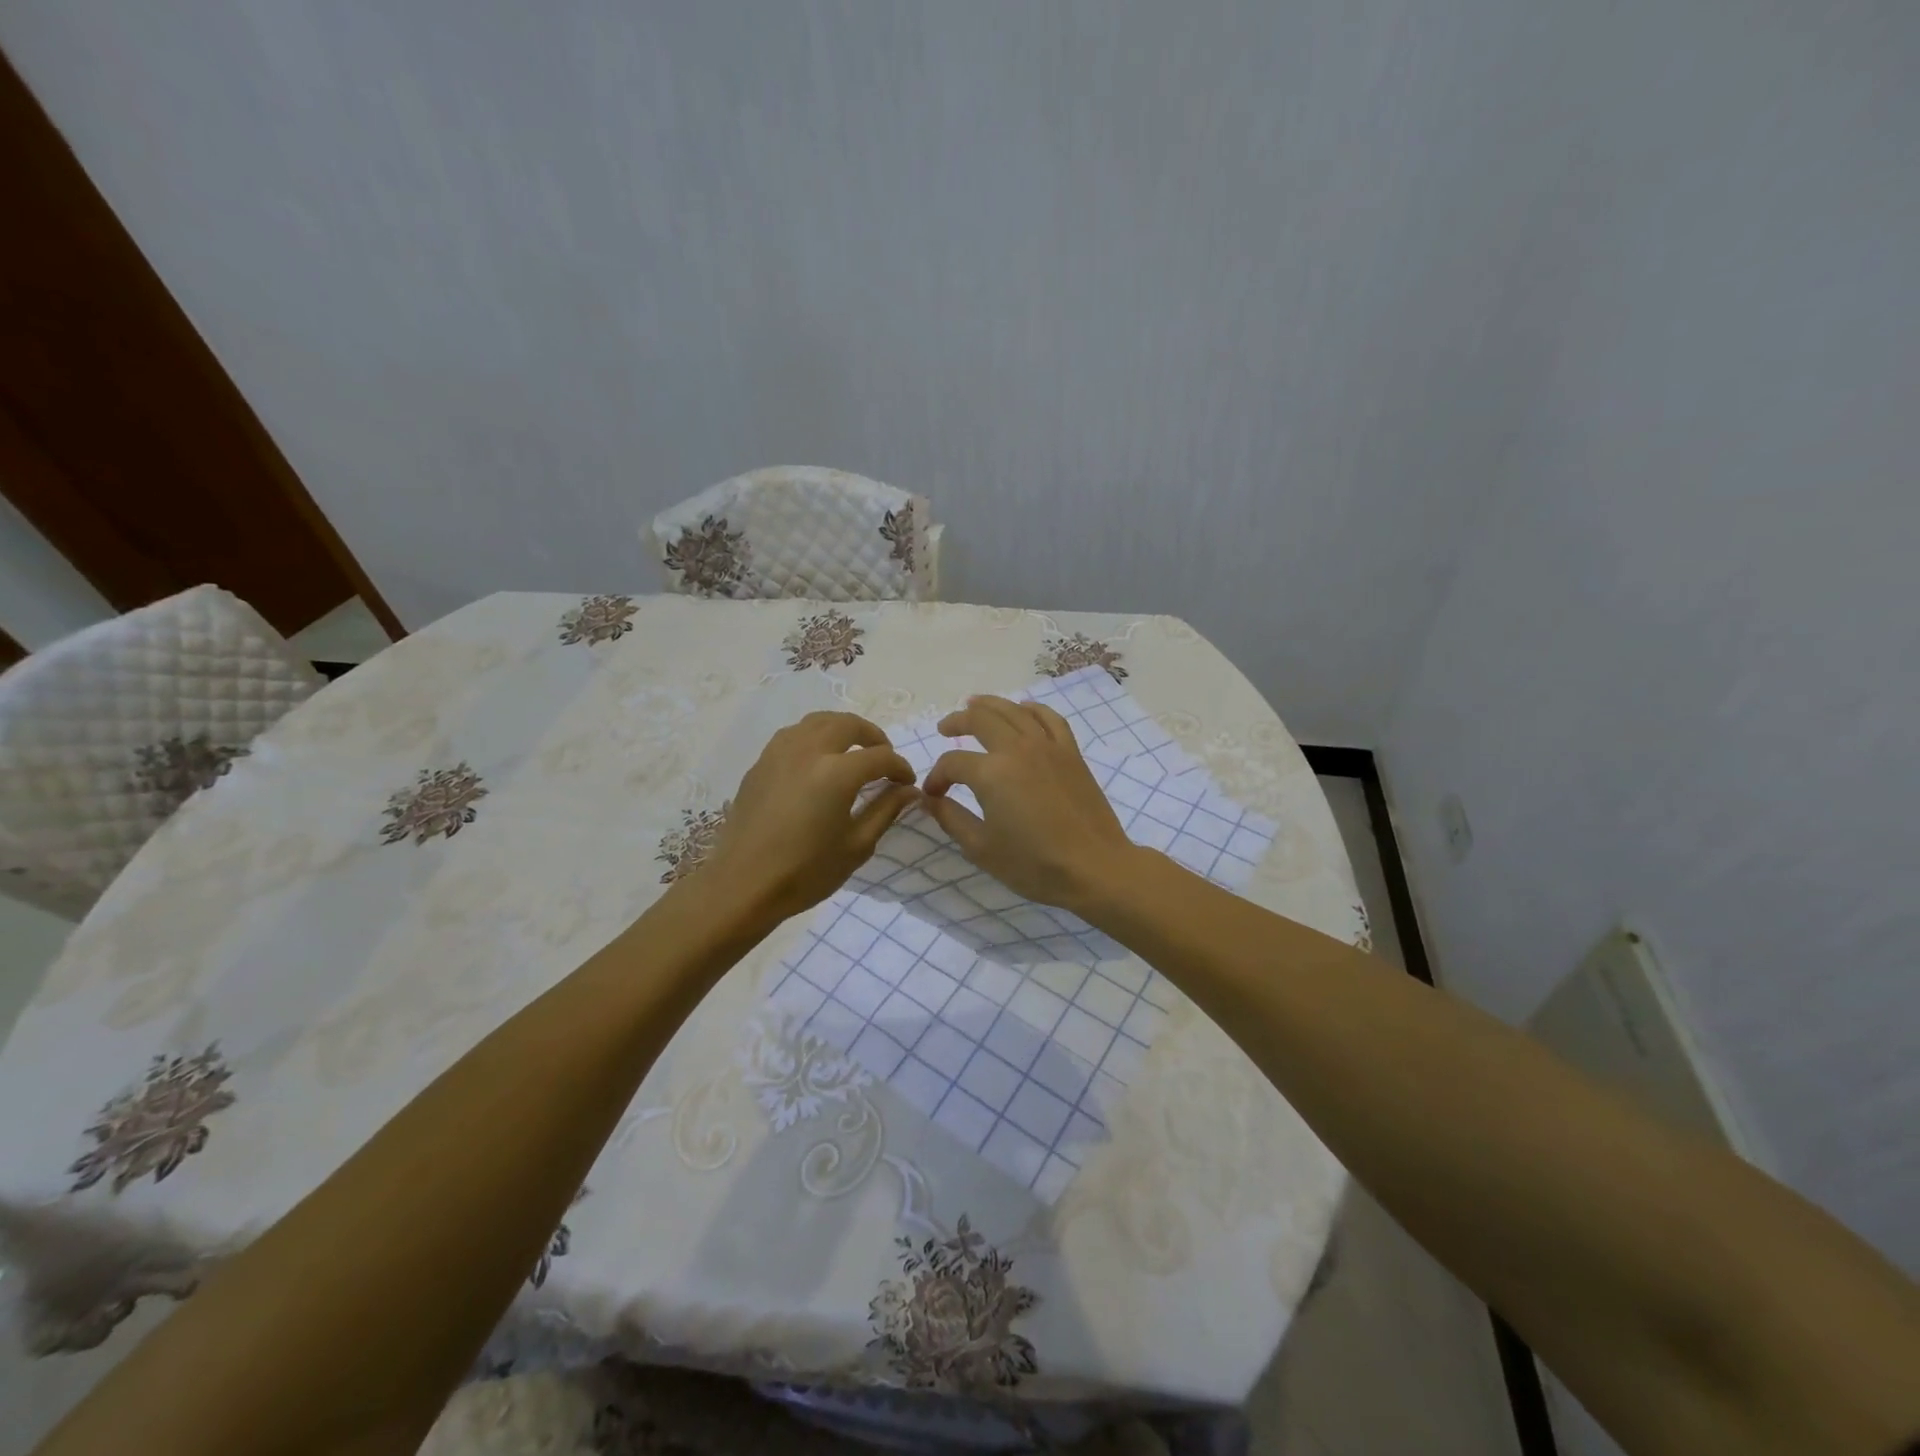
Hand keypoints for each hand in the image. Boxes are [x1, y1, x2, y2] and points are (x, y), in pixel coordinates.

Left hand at [698, 712, 917, 923]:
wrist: (743, 886)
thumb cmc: (806, 872)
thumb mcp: (857, 846)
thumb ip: (886, 810)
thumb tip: (909, 790)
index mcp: (836, 773)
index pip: (880, 757)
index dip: (900, 767)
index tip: (907, 783)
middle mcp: (808, 751)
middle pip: (848, 725)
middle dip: (873, 737)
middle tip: (883, 758)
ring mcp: (779, 753)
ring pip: (817, 722)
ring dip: (842, 729)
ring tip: (852, 751)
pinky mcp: (760, 763)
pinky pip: (793, 735)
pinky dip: (814, 737)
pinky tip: (818, 760)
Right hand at [921, 695, 1140, 913]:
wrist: (1094, 867)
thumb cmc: (1034, 864)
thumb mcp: (981, 848)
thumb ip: (951, 819)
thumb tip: (930, 800)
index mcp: (991, 773)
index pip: (952, 763)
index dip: (937, 777)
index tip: (934, 794)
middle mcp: (1017, 749)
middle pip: (980, 719)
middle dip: (956, 722)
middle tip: (944, 729)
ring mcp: (1047, 746)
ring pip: (1013, 710)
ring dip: (989, 704)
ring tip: (973, 705)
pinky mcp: (1071, 752)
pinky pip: (1049, 718)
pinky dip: (1031, 709)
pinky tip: (1023, 710)